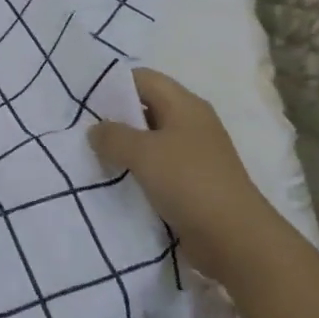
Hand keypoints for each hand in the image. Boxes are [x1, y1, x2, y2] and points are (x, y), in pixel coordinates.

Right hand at [89, 68, 276, 288]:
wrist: (235, 239)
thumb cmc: (189, 182)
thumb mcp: (144, 153)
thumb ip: (113, 136)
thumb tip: (95, 130)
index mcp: (185, 104)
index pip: (144, 78)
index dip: (114, 85)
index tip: (85, 102)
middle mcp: (191, 123)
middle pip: (147, 107)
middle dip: (117, 118)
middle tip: (83, 131)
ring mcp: (195, 154)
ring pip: (152, 140)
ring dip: (126, 148)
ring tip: (94, 157)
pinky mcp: (194, 183)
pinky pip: (159, 167)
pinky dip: (139, 171)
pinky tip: (117, 181)